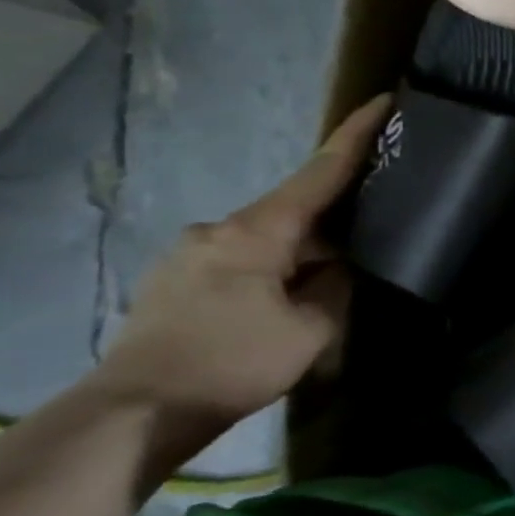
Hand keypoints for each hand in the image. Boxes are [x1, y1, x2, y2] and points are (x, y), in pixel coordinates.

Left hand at [95, 96, 391, 467]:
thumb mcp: (310, 330)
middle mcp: (218, 229)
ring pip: (264, 242)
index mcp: (257, 231)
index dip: (355, 136)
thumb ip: (334, 289)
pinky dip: (266, 276)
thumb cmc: (231, 363)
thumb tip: (335, 268)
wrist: (131, 414)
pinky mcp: (171, 283)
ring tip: (315, 297)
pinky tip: (273, 311)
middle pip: (292, 212)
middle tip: (363, 250)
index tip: (382, 101)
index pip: (320, 173)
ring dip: (295, 260)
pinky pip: (237, 264)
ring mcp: (188, 255)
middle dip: (329, 227)